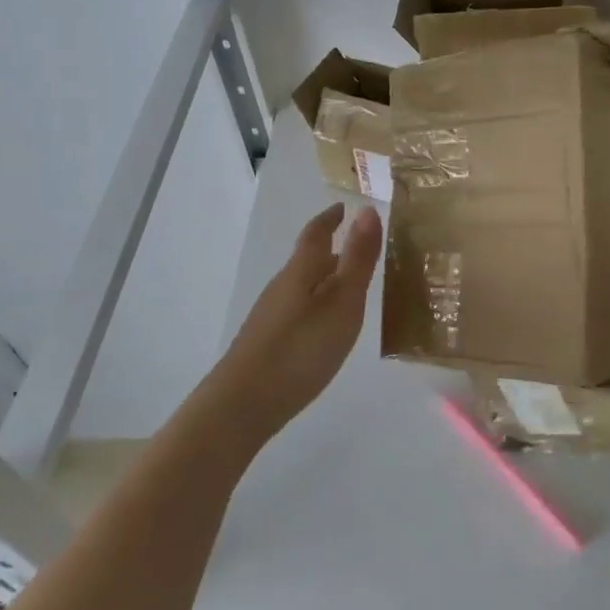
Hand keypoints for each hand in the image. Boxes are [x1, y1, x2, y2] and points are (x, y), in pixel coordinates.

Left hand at [212, 202, 382, 438]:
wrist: (244, 402)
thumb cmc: (302, 347)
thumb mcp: (342, 301)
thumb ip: (357, 258)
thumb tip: (366, 210)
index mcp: (301, 270)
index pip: (316, 233)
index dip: (330, 218)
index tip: (342, 207)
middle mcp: (282, 286)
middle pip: (308, 260)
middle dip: (332, 250)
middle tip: (359, 248)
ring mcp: (271, 315)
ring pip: (303, 286)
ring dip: (325, 279)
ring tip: (349, 287)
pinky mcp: (267, 342)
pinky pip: (298, 309)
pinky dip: (316, 305)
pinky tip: (325, 326)